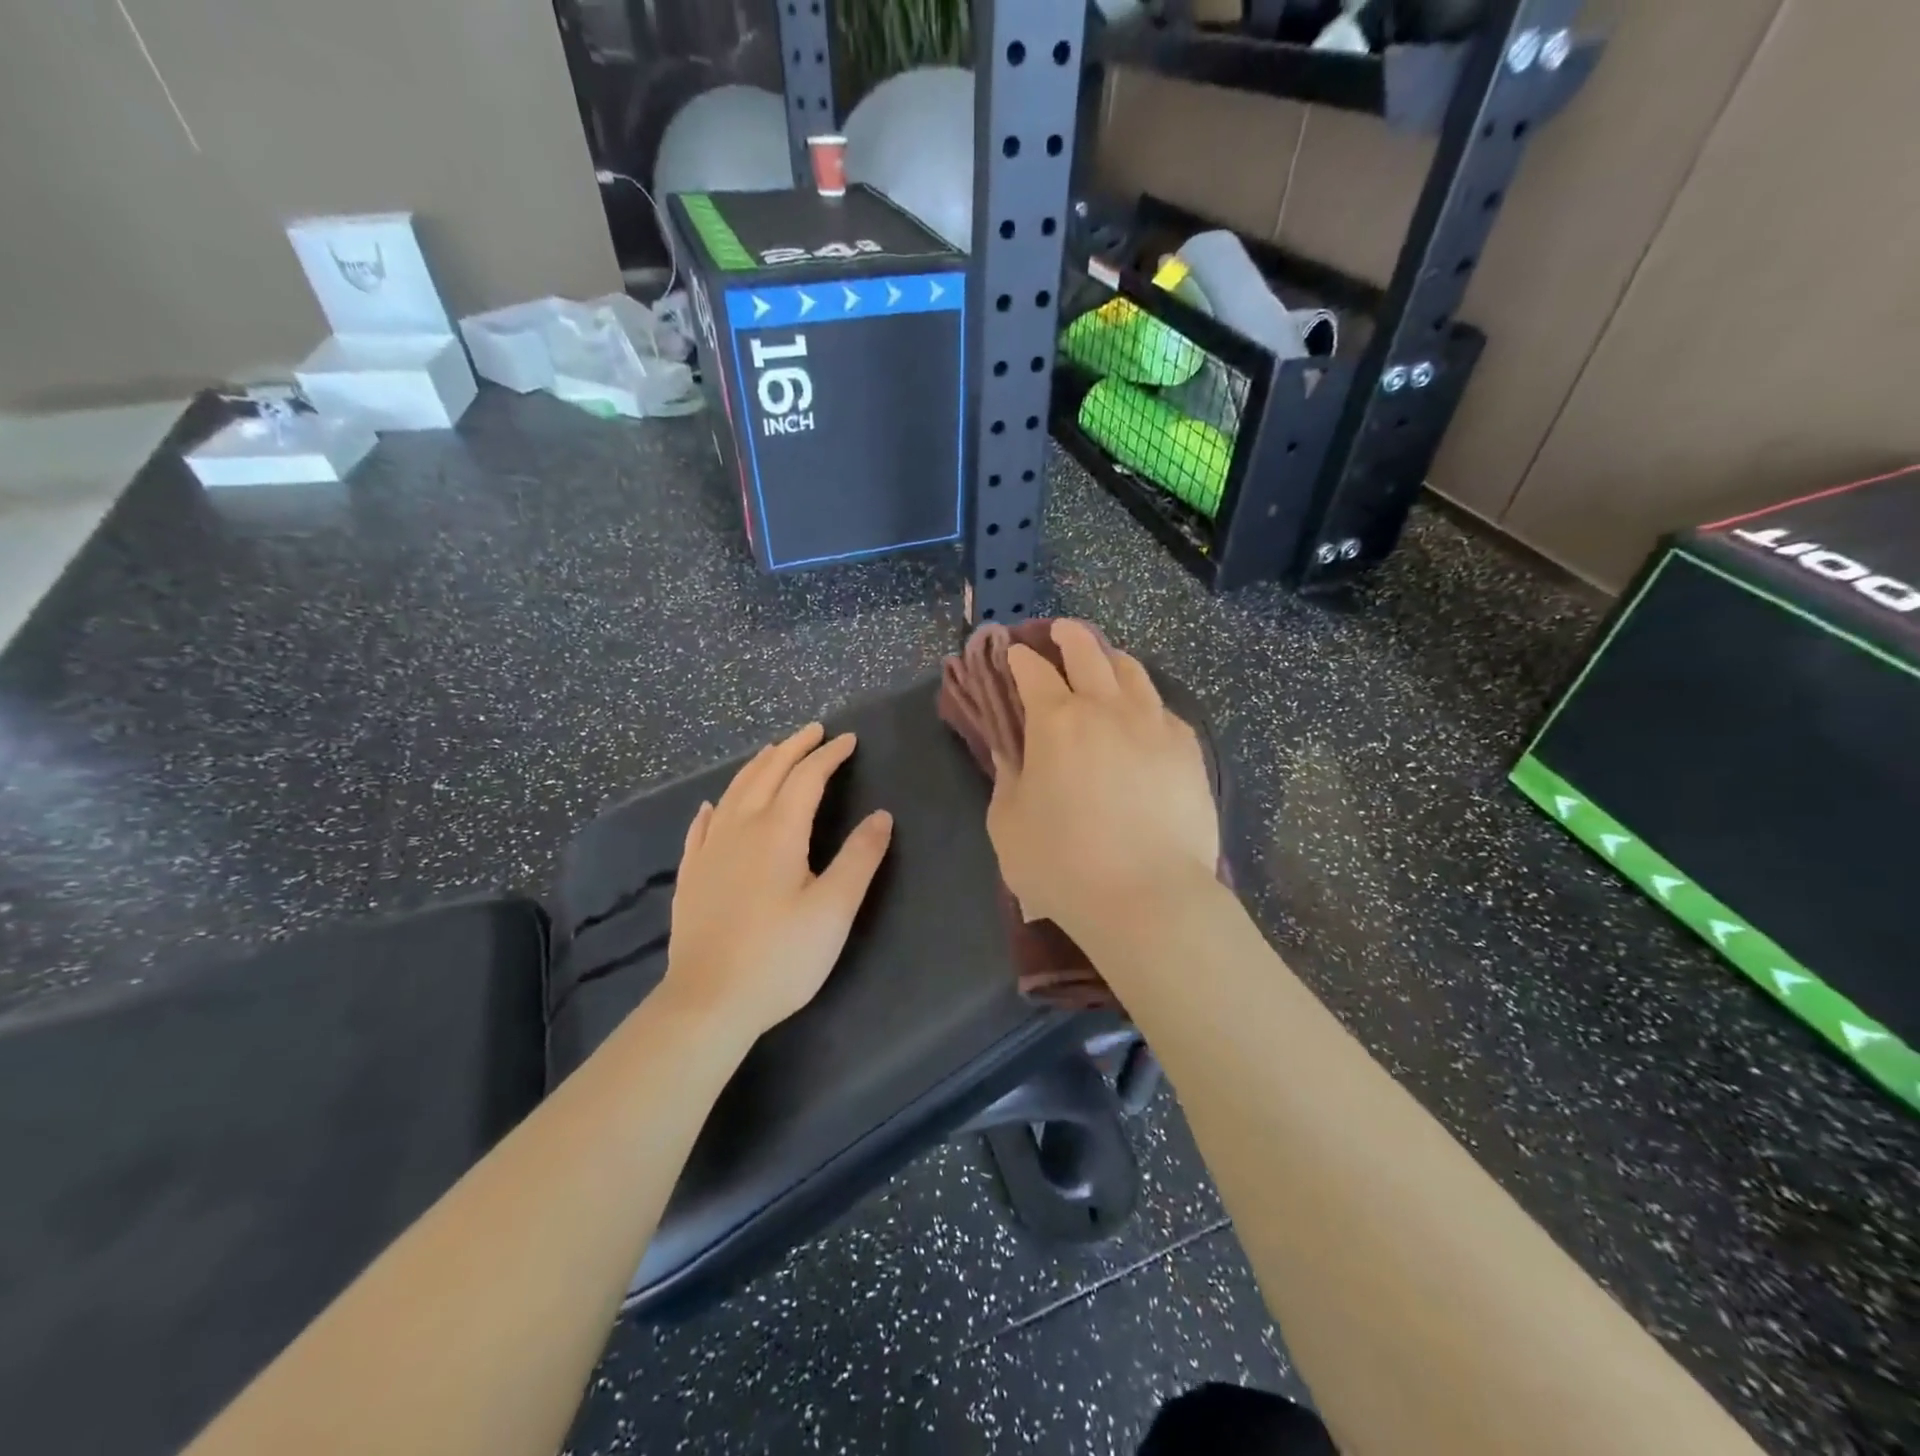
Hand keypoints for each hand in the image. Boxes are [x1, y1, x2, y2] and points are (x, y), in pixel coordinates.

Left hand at [663, 723, 892, 1037]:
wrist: (708, 1003)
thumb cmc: (780, 956)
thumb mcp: (834, 909)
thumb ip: (860, 858)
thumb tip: (882, 816)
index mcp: (778, 831)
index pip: (807, 777)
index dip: (829, 755)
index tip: (848, 740)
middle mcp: (740, 828)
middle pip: (767, 774)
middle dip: (793, 748)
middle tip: (814, 731)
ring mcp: (710, 851)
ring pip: (733, 792)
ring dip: (757, 767)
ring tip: (772, 753)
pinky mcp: (691, 876)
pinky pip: (702, 827)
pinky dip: (715, 808)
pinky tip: (712, 806)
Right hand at [988, 621, 1218, 940]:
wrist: (1149, 897)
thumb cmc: (1064, 865)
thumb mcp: (1008, 825)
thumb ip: (1007, 779)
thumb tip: (1014, 753)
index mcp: (1056, 721)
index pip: (1032, 671)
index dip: (1019, 657)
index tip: (1013, 652)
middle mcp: (1106, 709)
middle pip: (1088, 651)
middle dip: (1068, 635)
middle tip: (1058, 630)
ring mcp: (1154, 724)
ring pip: (1132, 671)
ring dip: (1110, 657)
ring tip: (1104, 660)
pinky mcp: (1187, 748)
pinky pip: (1162, 708)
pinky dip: (1144, 699)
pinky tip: (1141, 714)